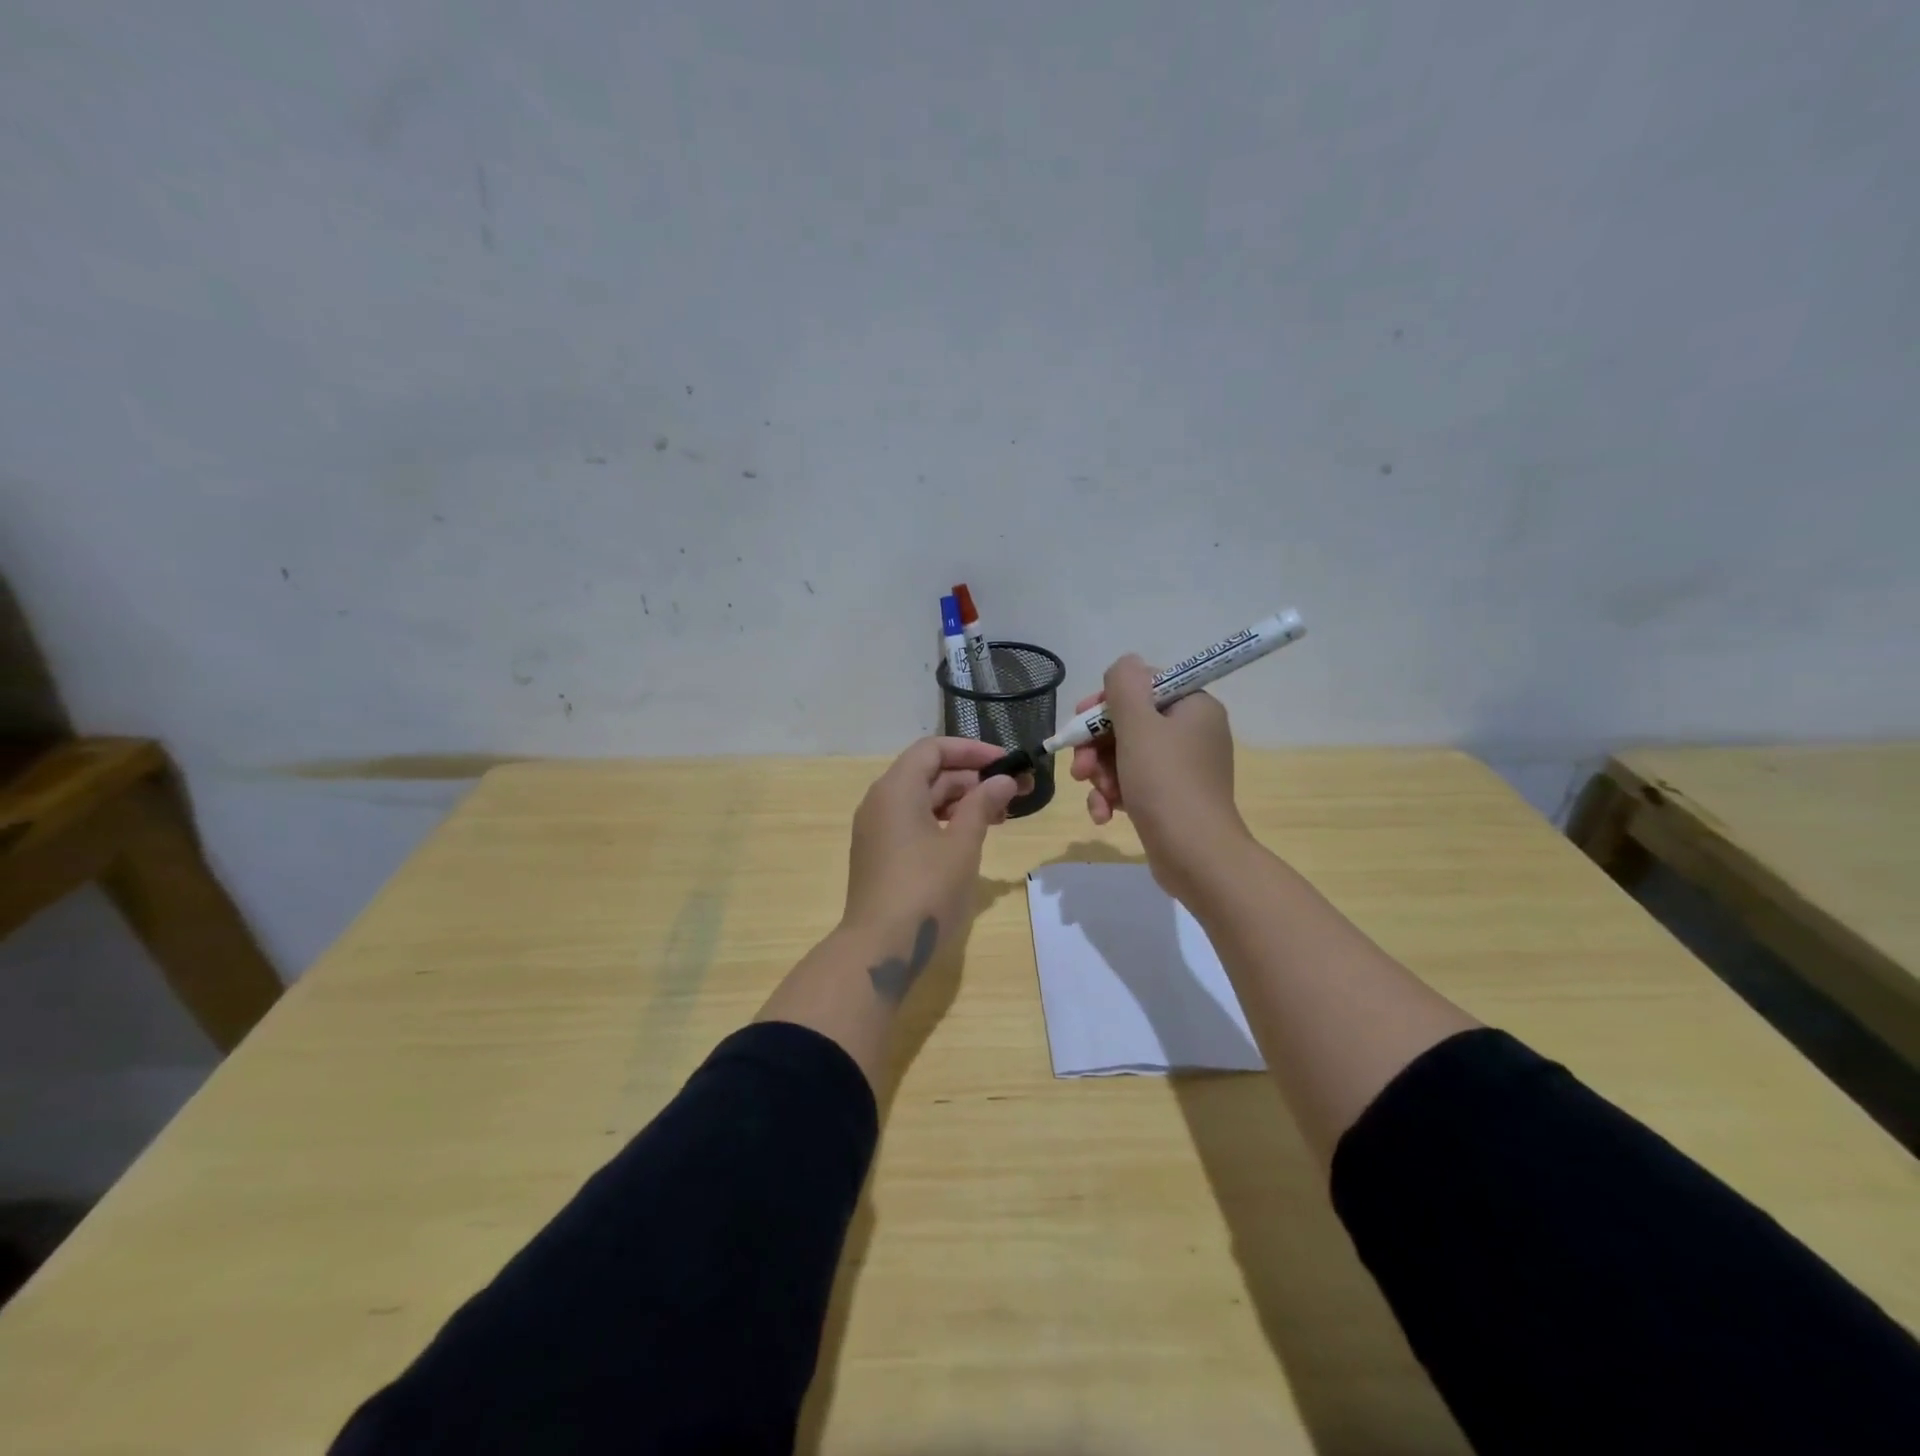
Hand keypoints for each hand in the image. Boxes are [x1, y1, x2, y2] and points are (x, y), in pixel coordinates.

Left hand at [841, 737, 1024, 964]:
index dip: (972, 750)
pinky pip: (913, 822)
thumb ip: (983, 805)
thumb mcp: (963, 845)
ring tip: (1000, 816)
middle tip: (1014, 792)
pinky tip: (971, 837)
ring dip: (961, 801)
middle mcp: (880, 801)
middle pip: (928, 773)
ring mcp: (877, 830)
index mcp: (896, 789)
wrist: (880, 949)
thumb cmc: (926, 890)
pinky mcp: (880, 855)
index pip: (934, 749)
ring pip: (922, 799)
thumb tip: (1003, 780)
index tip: (1006, 762)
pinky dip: (943, 821)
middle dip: (972, 778)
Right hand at [1068, 655, 1251, 898]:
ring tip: (1095, 794)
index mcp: (1193, 707)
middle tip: (1079, 767)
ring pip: (1125, 756)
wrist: (1196, 856)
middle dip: (1097, 746)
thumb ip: (1125, 686)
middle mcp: (1192, 732)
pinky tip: (1103, 814)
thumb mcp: (1139, 726)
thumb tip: (1124, 664)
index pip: (1144, 685)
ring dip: (1101, 774)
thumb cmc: (1166, 783)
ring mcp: (1183, 768)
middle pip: (1130, 723)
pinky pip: (1134, 784)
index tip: (1081, 720)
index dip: (1107, 701)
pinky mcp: (1171, 798)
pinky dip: (1114, 795)